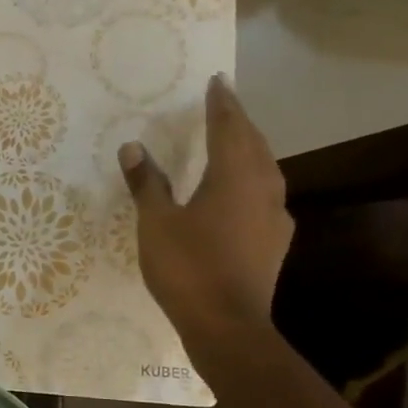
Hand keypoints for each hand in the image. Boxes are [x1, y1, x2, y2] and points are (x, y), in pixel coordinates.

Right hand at [121, 75, 292, 333]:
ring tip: (234, 141)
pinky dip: (252, 179)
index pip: (229, 128)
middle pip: (254, 144)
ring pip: (266, 169)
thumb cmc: (188, 267)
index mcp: (234, 177)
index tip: (217, 81)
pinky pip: (266, 194)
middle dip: (238, 122)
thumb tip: (133, 147)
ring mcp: (274, 217)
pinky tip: (243, 192)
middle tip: (224, 104)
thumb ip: (146, 183)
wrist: (227, 325)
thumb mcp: (156, 223)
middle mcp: (262, 189)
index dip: (222, 103)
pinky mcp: (275, 241)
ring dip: (249, 149)